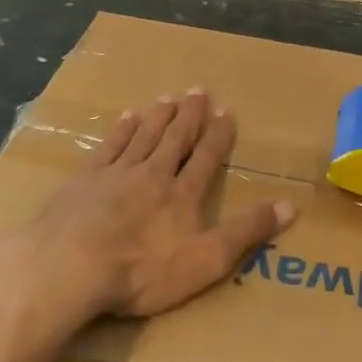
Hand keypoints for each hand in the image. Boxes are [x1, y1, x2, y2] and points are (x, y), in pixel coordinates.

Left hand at [6, 91, 294, 320]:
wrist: (71, 266)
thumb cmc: (142, 270)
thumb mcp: (206, 260)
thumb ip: (247, 232)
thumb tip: (290, 206)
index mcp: (183, 194)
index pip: (206, 157)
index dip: (218, 135)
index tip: (226, 112)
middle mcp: (153, 174)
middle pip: (175, 138)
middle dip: (189, 115)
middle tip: (198, 91)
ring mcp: (116, 173)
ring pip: (143, 136)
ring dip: (158, 116)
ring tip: (168, 98)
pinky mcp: (85, 180)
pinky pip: (109, 146)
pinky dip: (121, 130)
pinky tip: (126, 117)